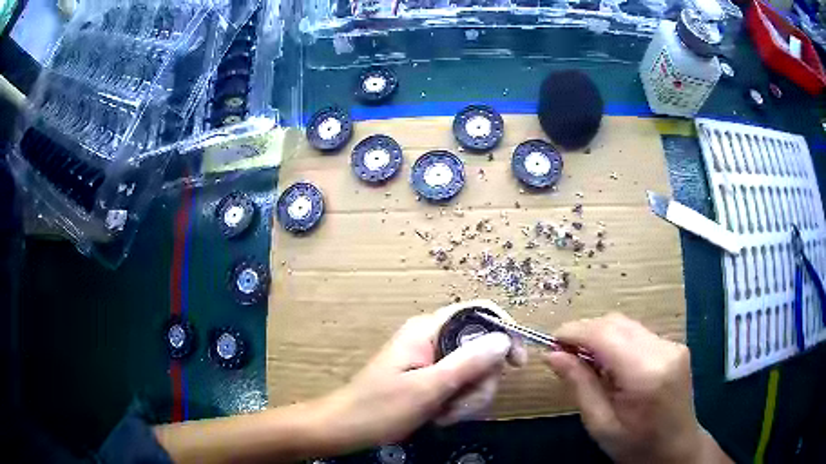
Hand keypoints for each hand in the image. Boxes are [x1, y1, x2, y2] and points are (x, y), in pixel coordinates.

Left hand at [317, 300, 526, 451]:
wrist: (348, 428)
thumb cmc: (380, 407)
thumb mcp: (427, 388)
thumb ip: (467, 363)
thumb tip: (504, 338)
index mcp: (428, 329)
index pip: (478, 313)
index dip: (504, 332)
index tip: (516, 364)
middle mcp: (434, 339)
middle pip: (482, 349)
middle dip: (479, 383)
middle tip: (460, 406)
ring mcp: (434, 360)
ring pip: (475, 373)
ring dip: (468, 399)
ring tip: (444, 416)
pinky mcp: (433, 379)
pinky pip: (463, 386)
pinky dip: (460, 404)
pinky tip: (441, 417)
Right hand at [543, 313, 729, 463]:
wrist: (677, 448)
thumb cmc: (635, 446)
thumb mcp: (600, 425)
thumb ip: (579, 386)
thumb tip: (552, 356)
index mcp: (646, 374)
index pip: (606, 335)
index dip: (575, 331)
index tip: (551, 341)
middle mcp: (663, 350)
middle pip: (617, 323)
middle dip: (585, 331)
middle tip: (563, 353)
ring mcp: (673, 345)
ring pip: (627, 325)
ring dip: (601, 335)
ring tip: (584, 359)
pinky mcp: (675, 346)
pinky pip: (638, 333)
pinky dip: (617, 341)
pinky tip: (609, 362)